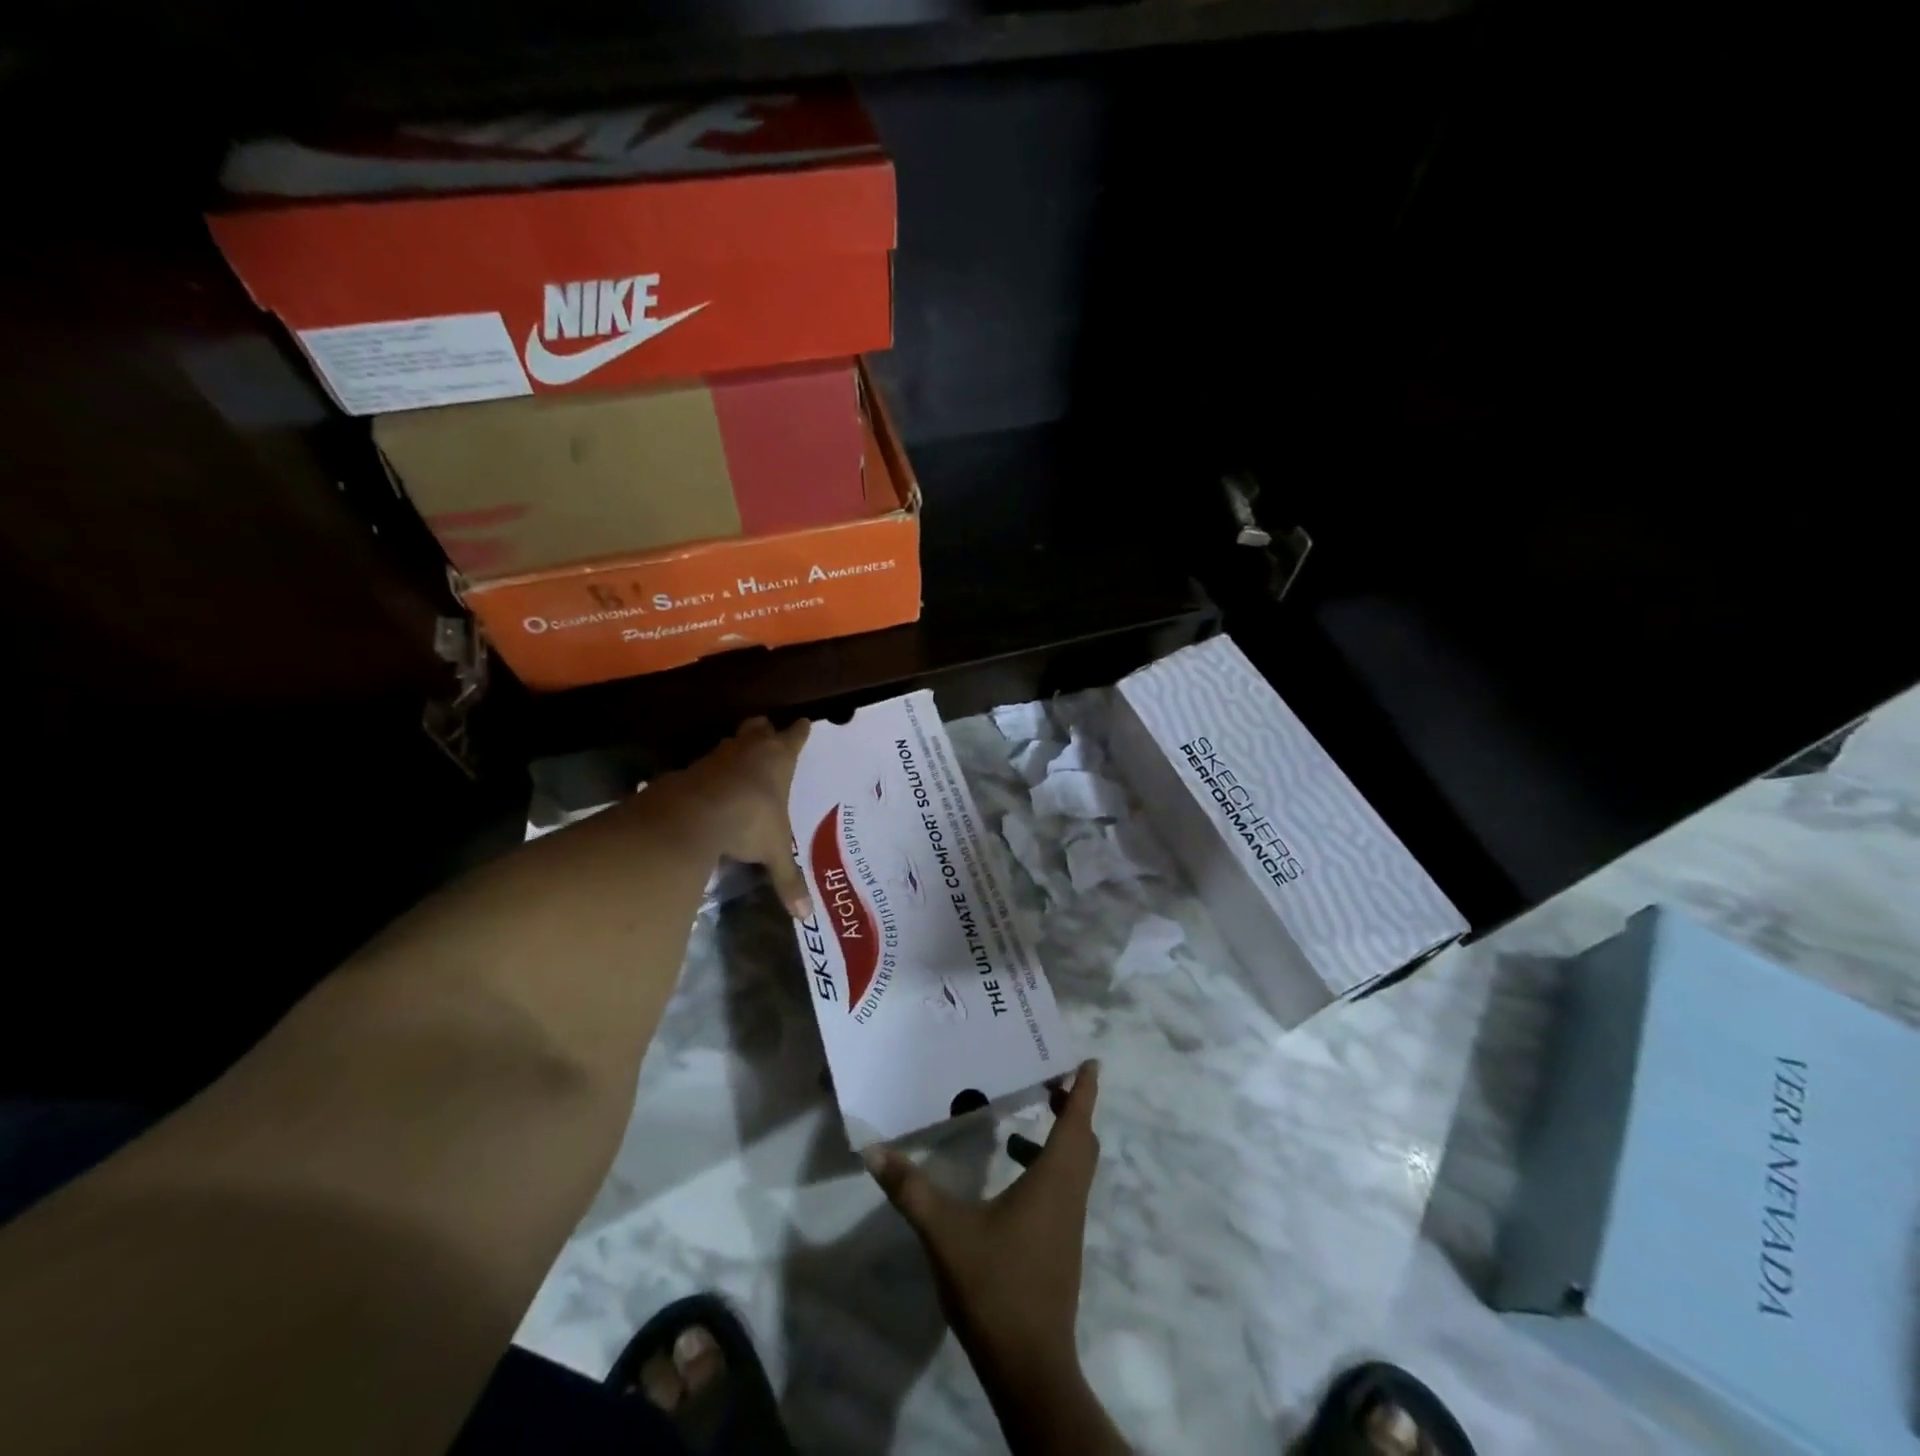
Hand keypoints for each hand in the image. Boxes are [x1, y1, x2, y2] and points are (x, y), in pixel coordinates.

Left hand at [662, 716, 812, 919]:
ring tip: (739, 766)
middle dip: (765, 730)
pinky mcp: (689, 769)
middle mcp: (749, 749)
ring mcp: (717, 756)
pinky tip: (709, 790)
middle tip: (768, 736)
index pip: (795, 736)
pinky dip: (709, 774)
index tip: (805, 723)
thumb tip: (806, 914)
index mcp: (779, 759)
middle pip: (759, 726)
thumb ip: (788, 878)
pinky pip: (704, 766)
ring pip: (730, 742)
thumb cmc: (748, 821)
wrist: (691, 815)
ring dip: (736, 751)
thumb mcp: (773, 851)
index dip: (800, 731)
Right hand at [864, 1061, 1101, 1390]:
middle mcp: (1069, 1195)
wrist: (1029, 1366)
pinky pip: (1064, 1190)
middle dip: (1071, 1108)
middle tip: (1048, 1082)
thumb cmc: (995, 1287)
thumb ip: (910, 1188)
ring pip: (1075, 1167)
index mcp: (1054, 1180)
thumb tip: (873, 1150)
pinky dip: (1047, 1170)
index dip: (1086, 1089)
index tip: (1090, 1060)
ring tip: (1020, 1127)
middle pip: (1082, 1140)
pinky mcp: (1061, 1246)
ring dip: (1058, 1140)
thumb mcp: (945, 1232)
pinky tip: (1010, 1181)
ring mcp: (1068, 1224)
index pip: (1077, 1121)